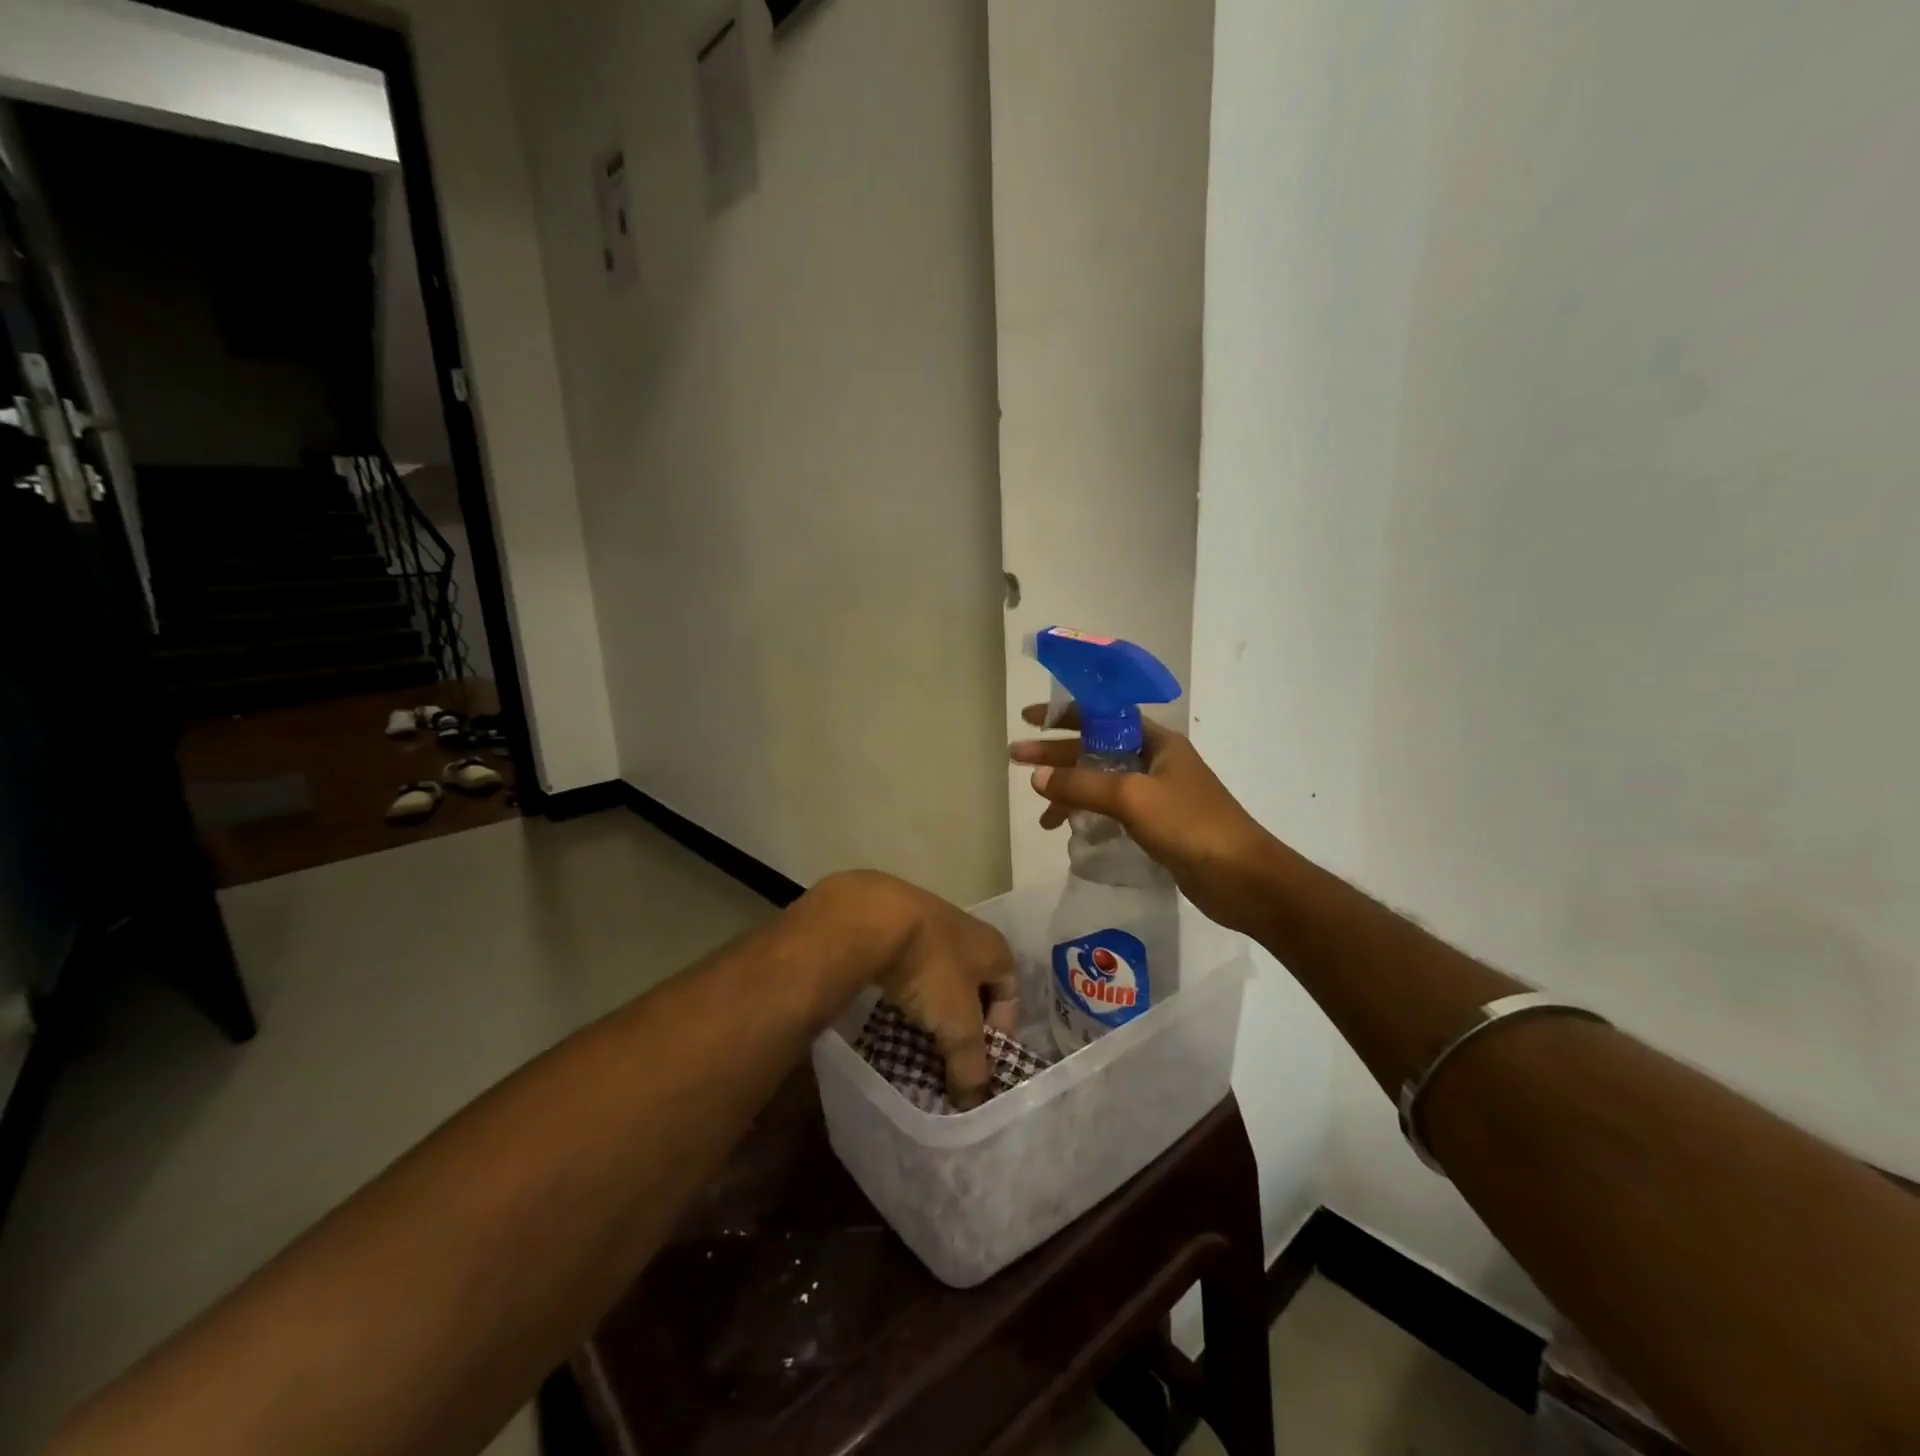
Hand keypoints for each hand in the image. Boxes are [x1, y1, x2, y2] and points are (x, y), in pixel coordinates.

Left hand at [815, 871, 1018, 1108]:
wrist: (872, 916)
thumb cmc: (932, 968)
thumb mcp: (958, 1025)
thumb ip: (970, 1065)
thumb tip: (971, 1102)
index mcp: (995, 948)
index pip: (1010, 995)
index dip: (999, 1033)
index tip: (977, 1063)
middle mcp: (968, 931)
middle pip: (974, 986)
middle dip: (962, 1023)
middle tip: (946, 1057)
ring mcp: (929, 923)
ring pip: (938, 976)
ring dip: (931, 1006)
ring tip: (916, 1037)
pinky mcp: (893, 924)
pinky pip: (908, 966)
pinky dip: (904, 989)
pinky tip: (890, 1008)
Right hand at [1010, 706, 1282, 933]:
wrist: (1244, 879)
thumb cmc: (1191, 826)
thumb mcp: (1132, 798)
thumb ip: (1082, 785)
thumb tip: (1036, 777)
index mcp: (1156, 741)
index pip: (1102, 716)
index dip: (1063, 715)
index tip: (1029, 719)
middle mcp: (1156, 762)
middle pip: (1096, 750)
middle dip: (1056, 757)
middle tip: (1015, 760)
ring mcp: (1157, 795)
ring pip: (1102, 784)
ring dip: (1070, 793)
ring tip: (1042, 816)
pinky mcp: (1158, 826)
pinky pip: (1112, 812)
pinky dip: (1089, 817)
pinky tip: (1071, 833)